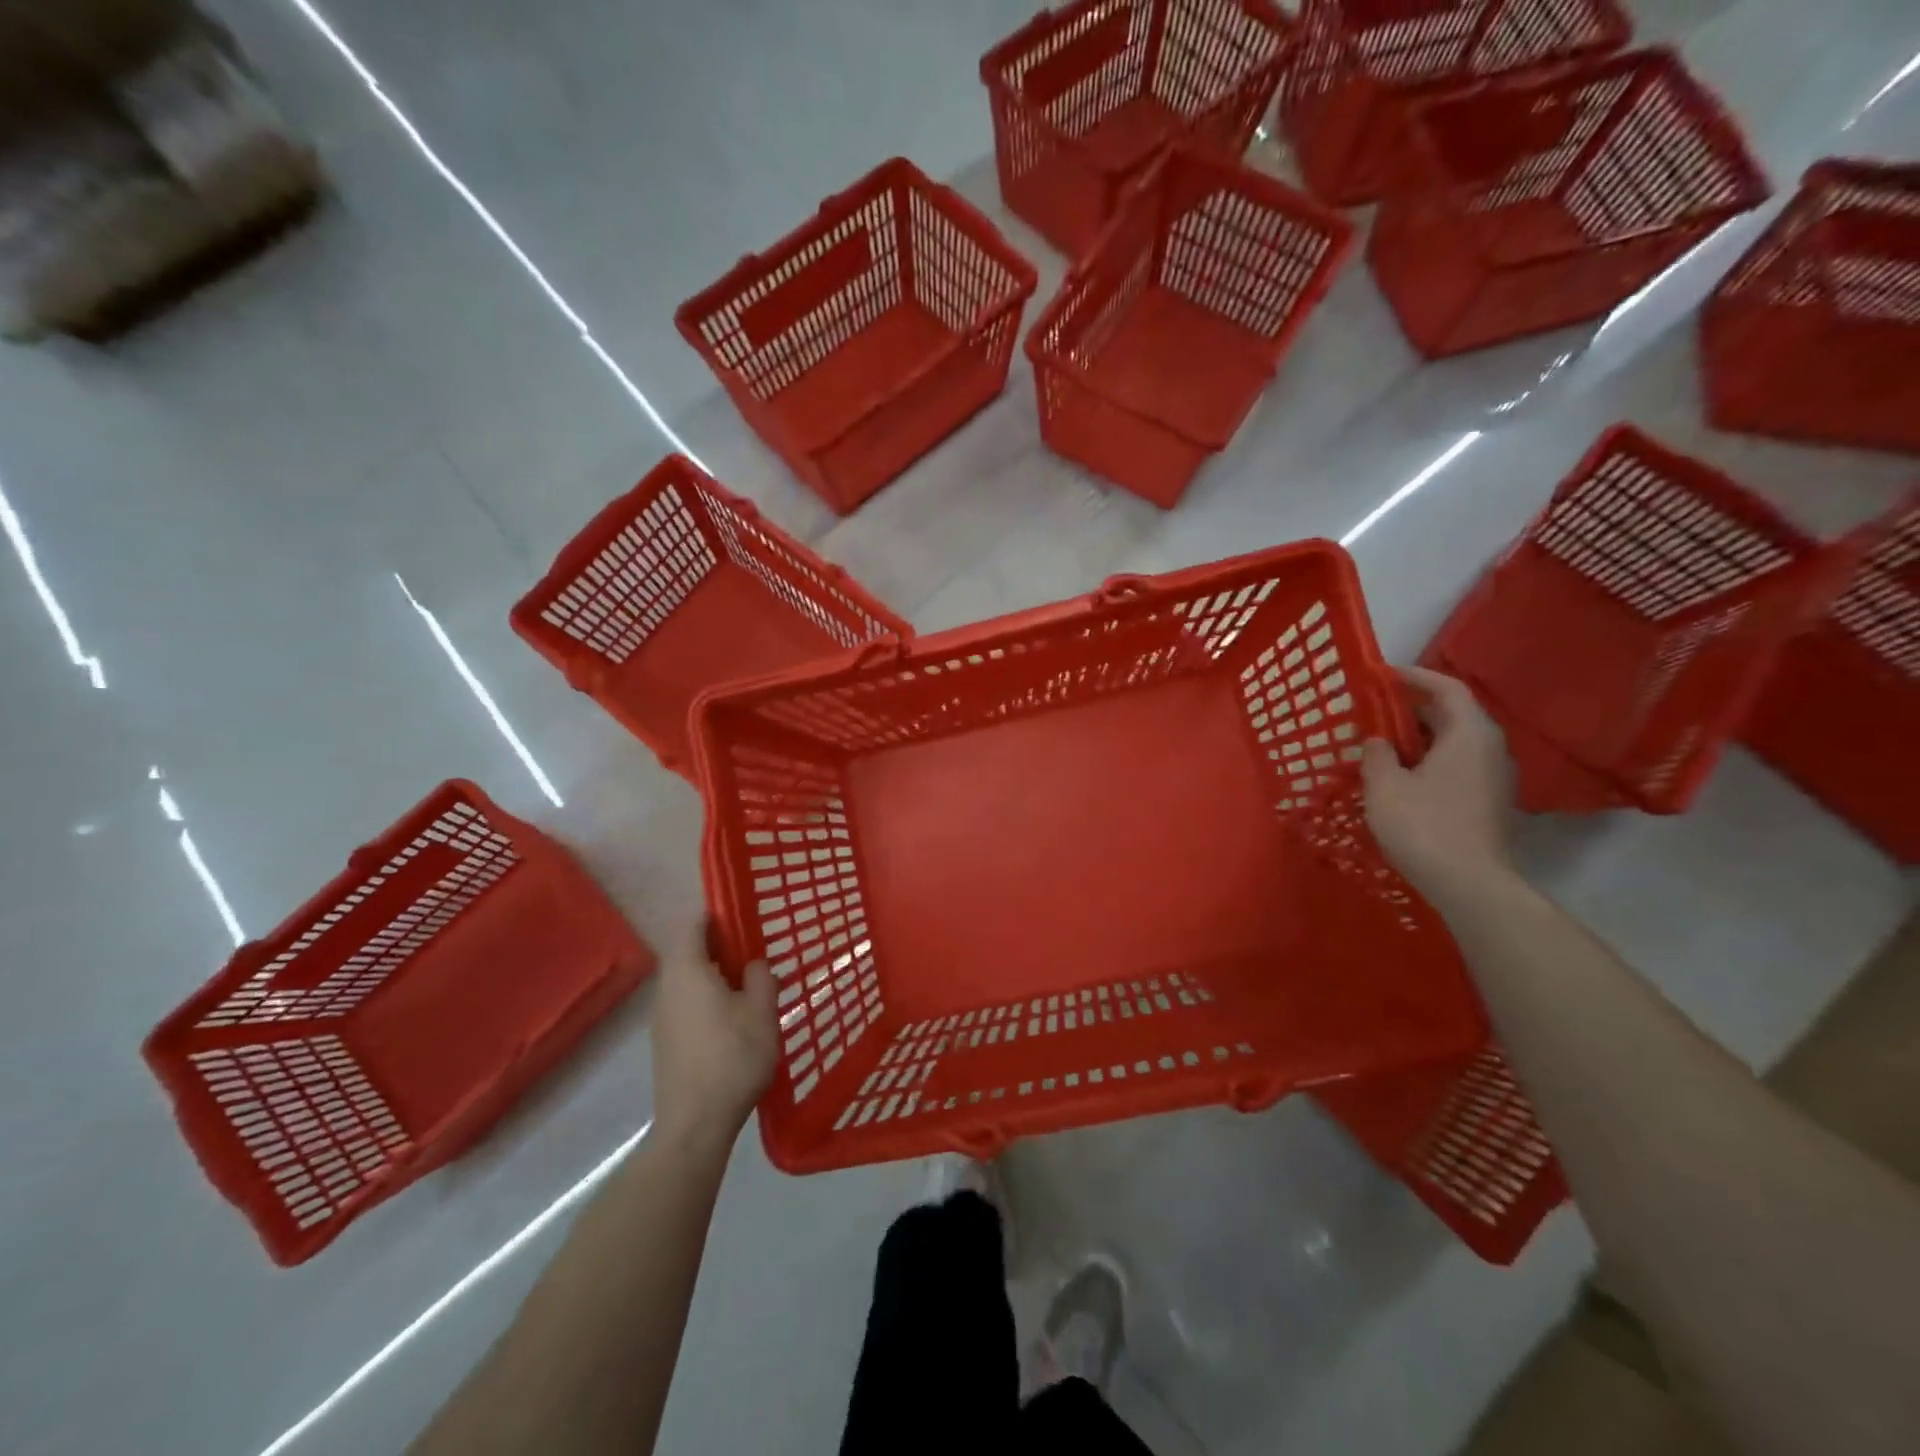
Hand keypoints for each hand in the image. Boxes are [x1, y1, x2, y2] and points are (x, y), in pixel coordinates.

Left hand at [650, 926, 777, 1153]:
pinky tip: (732, 1022)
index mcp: (687, 971)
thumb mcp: (762, 1011)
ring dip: (714, 977)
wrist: (695, 1124)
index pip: (692, 926)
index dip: (715, 916)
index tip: (742, 919)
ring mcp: (662, 1018)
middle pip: (688, 954)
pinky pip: (686, 1006)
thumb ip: (761, 977)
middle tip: (753, 956)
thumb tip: (753, 964)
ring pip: (687, 982)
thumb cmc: (732, 1057)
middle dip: (719, 949)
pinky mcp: (665, 1043)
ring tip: (748, 990)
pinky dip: (707, 1001)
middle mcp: (667, 988)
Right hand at [1361, 666, 1516, 906]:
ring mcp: (1495, 777)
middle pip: (1453, 714)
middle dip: (1412, 709)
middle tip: (1374, 712)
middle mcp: (1490, 748)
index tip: (1383, 675)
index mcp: (1469, 734)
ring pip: (1455, 742)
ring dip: (1420, 738)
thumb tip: (1378, 741)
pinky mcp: (1490, 801)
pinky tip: (1402, 777)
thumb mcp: (1384, 786)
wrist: (1471, 885)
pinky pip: (1458, 765)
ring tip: (1382, 745)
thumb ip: (1377, 755)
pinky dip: (1430, 760)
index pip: (1447, 688)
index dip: (1415, 677)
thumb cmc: (1424, 826)